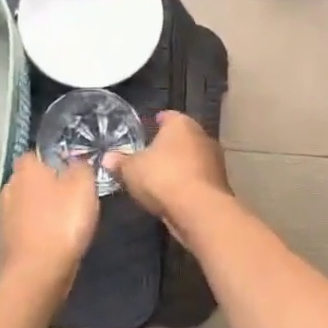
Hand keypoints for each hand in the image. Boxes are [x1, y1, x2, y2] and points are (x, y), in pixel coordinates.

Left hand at [0, 152, 99, 294]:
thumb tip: (74, 161)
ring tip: (64, 223)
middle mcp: (8, 186)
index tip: (71, 174)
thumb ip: (80, 167)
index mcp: (26, 169)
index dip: (53, 161)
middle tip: (71, 199)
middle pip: (30, 180)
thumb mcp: (84, 187)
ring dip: (41, 211)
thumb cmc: (62, 223)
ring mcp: (2, 216)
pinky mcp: (4, 241)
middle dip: (46, 187)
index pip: (35, 154)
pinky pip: (24, 228)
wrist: (35, 275)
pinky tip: (52, 242)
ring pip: (26, 205)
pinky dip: (36, 231)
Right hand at [104, 111, 231, 234]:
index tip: (149, 127)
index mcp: (181, 124)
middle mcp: (202, 136)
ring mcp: (215, 160)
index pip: (168, 116)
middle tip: (152, 154)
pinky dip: (188, 183)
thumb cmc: (162, 178)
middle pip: (183, 137)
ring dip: (181, 165)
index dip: (157, 122)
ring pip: (193, 158)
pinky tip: (175, 193)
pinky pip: (198, 178)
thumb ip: (120, 162)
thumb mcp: (131, 170)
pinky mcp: (220, 183)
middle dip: (169, 145)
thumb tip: (107, 158)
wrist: (199, 210)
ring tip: (162, 176)